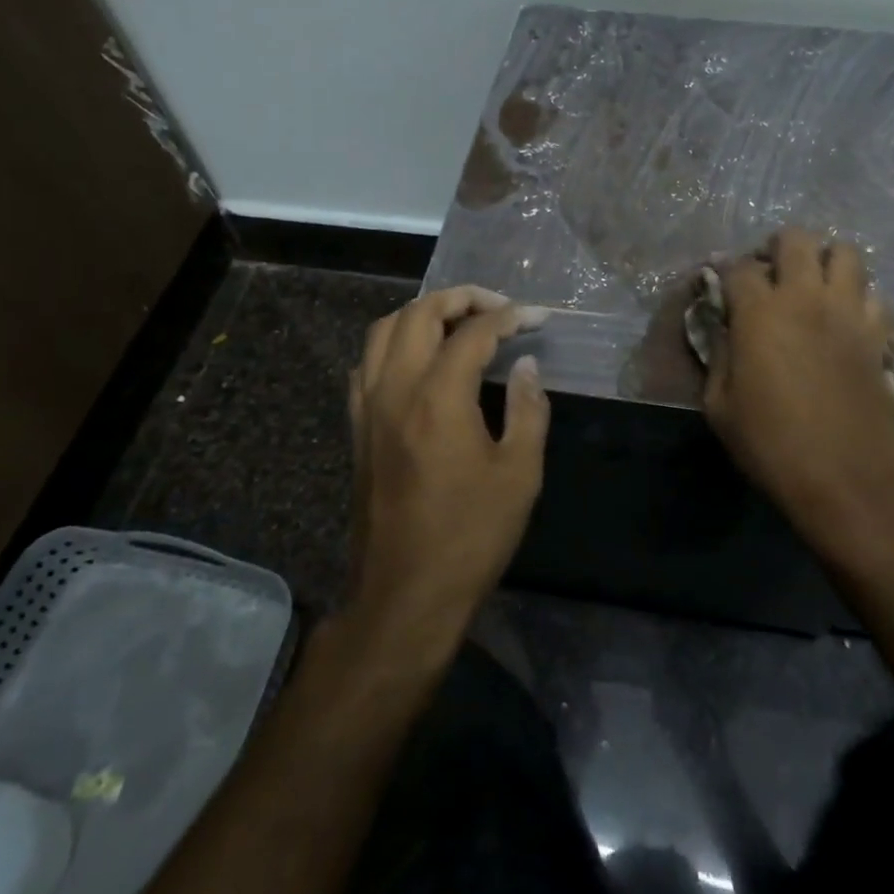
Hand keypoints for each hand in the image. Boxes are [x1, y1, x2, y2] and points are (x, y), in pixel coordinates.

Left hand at [345, 286, 550, 648]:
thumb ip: (528, 409)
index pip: (473, 332)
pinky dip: (394, 344)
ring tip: (457, 323)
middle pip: (419, 314)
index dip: (510, 316)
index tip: (537, 317)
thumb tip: (525, 365)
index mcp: (439, 398)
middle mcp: (396, 390)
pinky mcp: (357, 429)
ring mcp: (368, 408)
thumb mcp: (519, 474)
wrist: (405, 594)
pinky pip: (367, 363)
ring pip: (383, 330)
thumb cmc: (470, 536)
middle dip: (461, 298)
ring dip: (422, 314)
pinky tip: (419, 360)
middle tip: (496, 307)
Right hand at [703, 227, 893, 560]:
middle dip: (778, 248)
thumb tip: (724, 330)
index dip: (726, 271)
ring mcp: (849, 313)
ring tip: (814, 288)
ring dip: (825, 262)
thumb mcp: (719, 406)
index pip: (738, 266)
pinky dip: (858, 298)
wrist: (846, 481)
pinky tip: (846, 321)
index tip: (722, 286)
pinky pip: (875, 295)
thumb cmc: (771, 445)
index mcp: (760, 312)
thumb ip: (718, 356)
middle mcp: (806, 298)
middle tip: (771, 275)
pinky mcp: (878, 334)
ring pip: (846, 253)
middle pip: (796, 239)